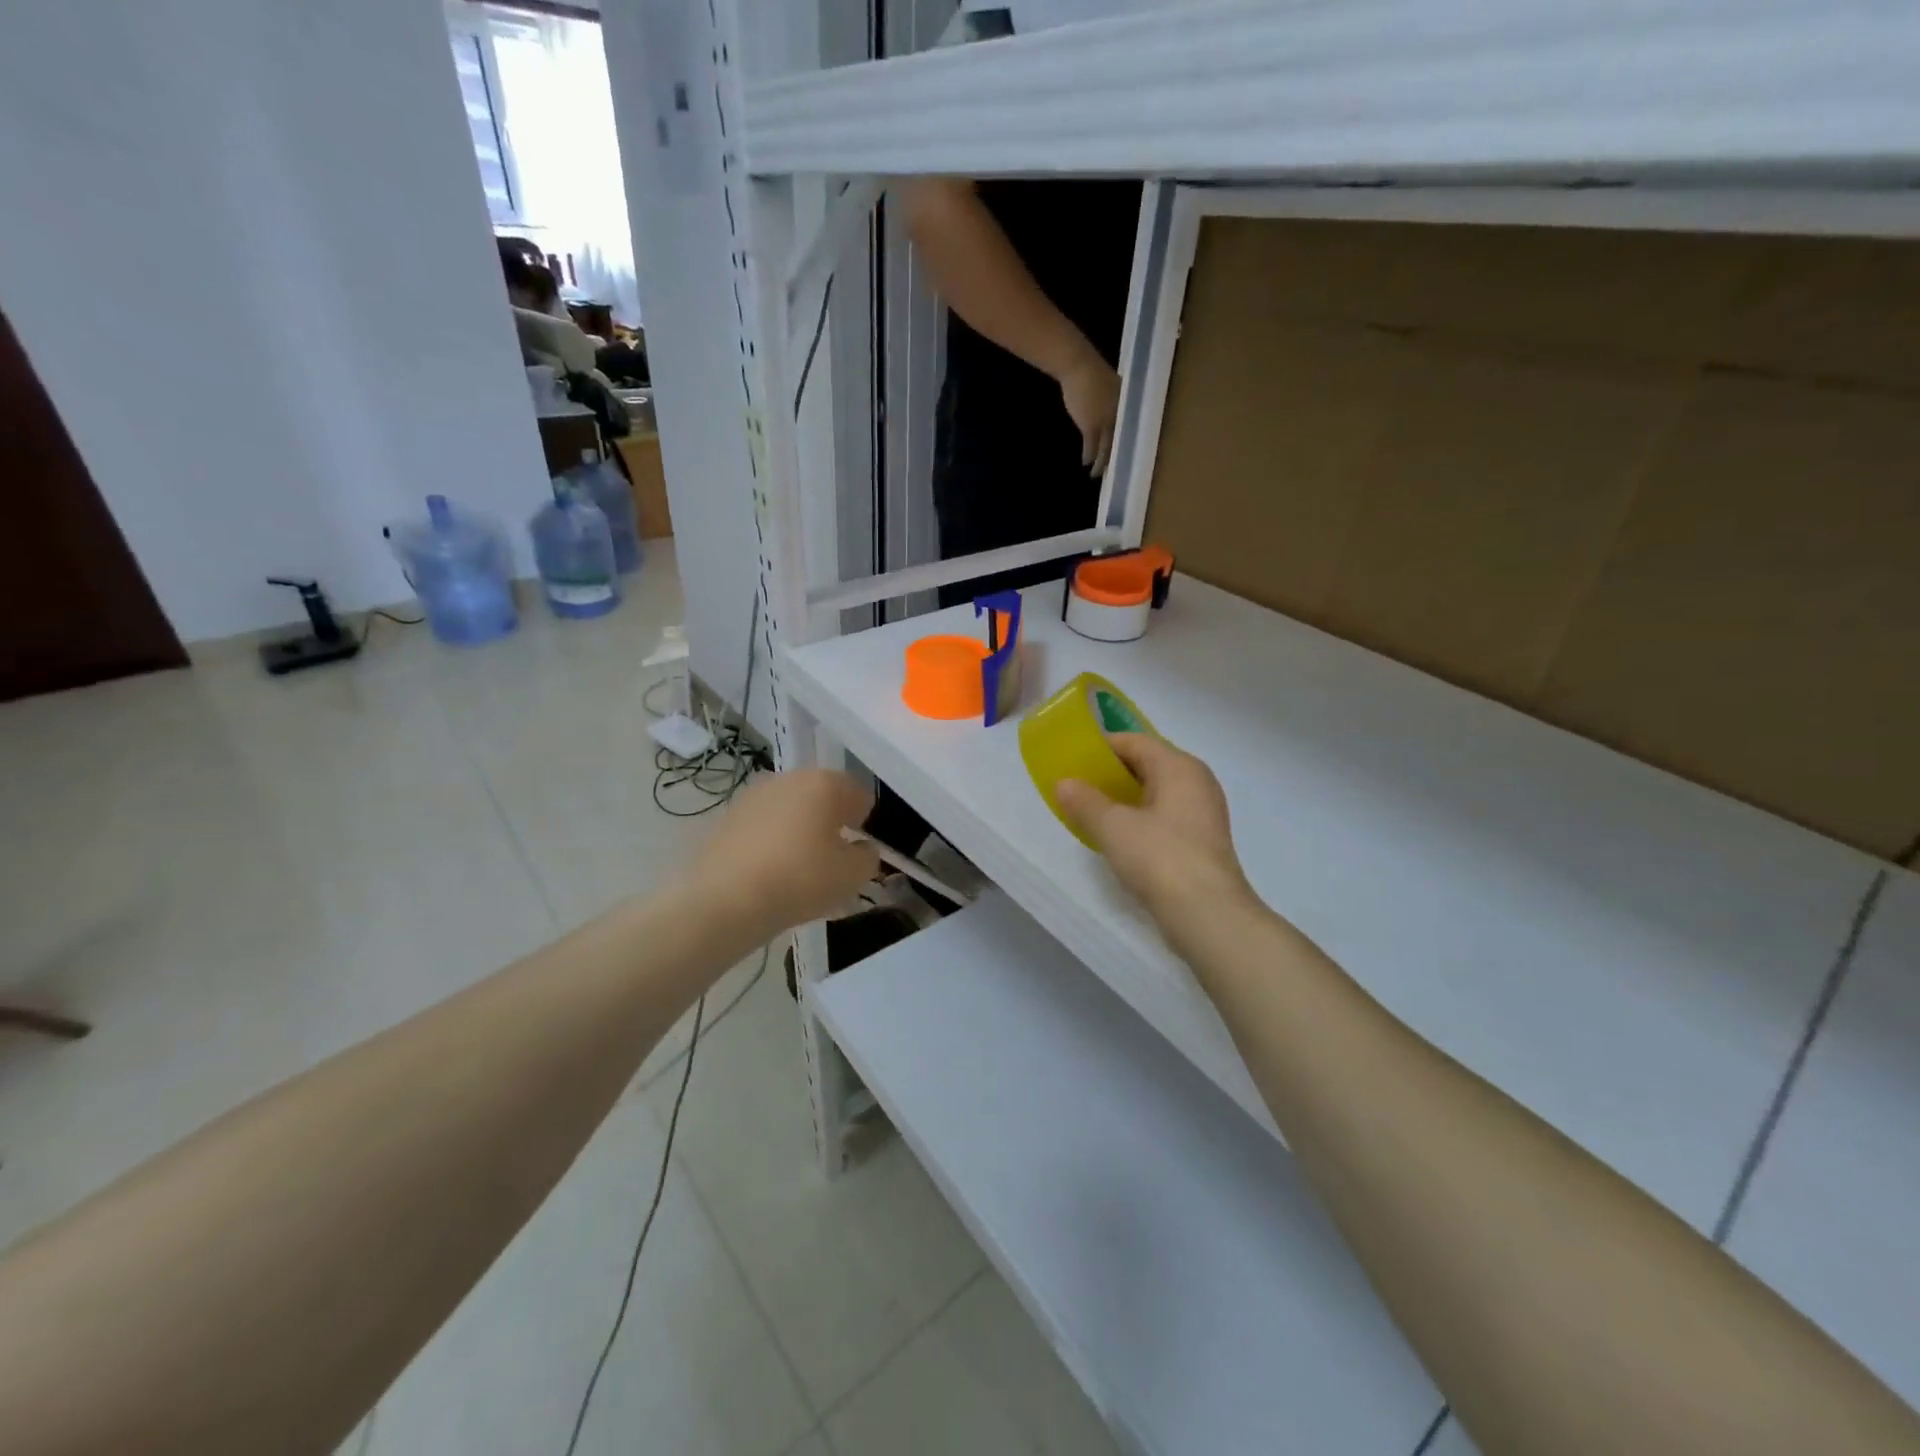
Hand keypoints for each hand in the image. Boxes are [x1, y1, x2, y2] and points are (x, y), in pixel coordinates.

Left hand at [683, 770, 878, 940]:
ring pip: (790, 809)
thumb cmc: (800, 880)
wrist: (724, 900)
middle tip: (832, 857)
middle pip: (821, 796)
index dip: (864, 821)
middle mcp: (789, 778)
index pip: (858, 794)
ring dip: (800, 829)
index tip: (859, 848)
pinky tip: (770, 872)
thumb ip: (867, 856)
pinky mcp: (728, 817)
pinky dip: (772, 841)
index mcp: (825, 784)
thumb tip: (861, 848)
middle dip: (830, 821)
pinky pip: (763, 825)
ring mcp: (754, 795)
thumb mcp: (853, 875)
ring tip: (800, 867)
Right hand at [1054, 736, 1255, 945]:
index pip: (1135, 741)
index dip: (1101, 747)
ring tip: (1090, 812)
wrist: (1208, 915)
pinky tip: (1117, 838)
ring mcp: (1203, 814)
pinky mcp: (1201, 842)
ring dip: (1123, 799)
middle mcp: (1196, 783)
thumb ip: (1085, 801)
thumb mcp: (1113, 827)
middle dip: (1111, 774)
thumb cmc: (1160, 858)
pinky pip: (1164, 817)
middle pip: (1147, 765)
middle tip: (1077, 786)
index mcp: (1180, 767)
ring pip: (1156, 793)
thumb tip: (1065, 783)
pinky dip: (1139, 819)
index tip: (1072, 760)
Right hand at [1056, 350, 1120, 475]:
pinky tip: (1086, 464)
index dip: (1128, 443)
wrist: (1078, 366)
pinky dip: (1088, 457)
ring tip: (1097, 473)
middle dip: (1116, 458)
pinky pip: (1091, 447)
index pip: (1131, 428)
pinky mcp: (1091, 426)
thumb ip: (1113, 400)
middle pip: (1121, 442)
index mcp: (1127, 403)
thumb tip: (1110, 411)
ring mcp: (1107, 422)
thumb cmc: (1090, 371)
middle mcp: (1120, 415)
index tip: (1126, 455)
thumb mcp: (1110, 385)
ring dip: (1101, 463)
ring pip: (1106, 449)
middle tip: (1115, 472)